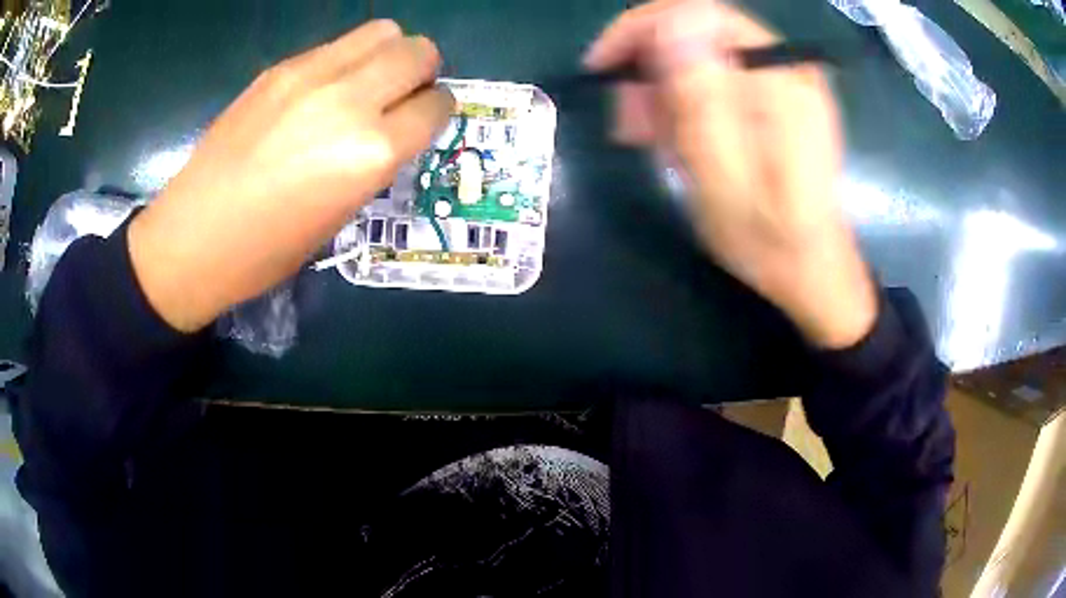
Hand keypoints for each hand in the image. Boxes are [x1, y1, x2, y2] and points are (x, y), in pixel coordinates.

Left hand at [128, 20, 452, 332]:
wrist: (194, 237)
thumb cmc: (268, 250)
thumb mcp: (342, 214)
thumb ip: (378, 159)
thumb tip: (395, 125)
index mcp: (371, 153)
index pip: (436, 104)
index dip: (435, 111)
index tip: (421, 121)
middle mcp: (350, 101)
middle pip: (418, 51)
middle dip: (422, 71)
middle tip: (399, 95)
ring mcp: (310, 75)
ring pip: (381, 31)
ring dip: (388, 54)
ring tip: (365, 84)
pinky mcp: (280, 68)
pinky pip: (335, 46)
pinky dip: (345, 61)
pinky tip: (319, 92)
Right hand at [585, 0, 876, 348]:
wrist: (812, 271)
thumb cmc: (768, 238)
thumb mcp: (724, 177)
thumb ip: (702, 97)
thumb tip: (675, 20)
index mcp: (779, 79)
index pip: (698, 12)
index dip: (642, 29)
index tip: (605, 68)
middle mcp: (786, 67)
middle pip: (698, 33)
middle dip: (652, 69)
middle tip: (632, 125)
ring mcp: (784, 81)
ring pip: (703, 55)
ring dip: (667, 91)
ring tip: (656, 142)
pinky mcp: (778, 98)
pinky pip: (718, 78)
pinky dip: (690, 103)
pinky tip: (682, 140)